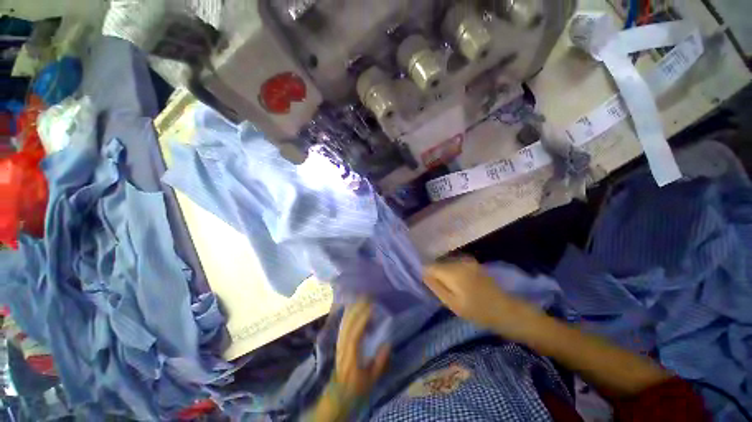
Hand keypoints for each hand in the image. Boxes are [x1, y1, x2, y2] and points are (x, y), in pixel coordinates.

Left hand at [333, 300, 389, 399]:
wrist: (338, 394)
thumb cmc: (356, 388)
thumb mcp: (371, 379)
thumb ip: (380, 362)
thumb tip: (388, 343)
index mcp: (352, 355)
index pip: (356, 333)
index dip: (363, 319)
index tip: (372, 307)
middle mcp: (344, 346)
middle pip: (349, 323)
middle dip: (358, 308)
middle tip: (369, 298)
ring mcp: (340, 343)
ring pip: (345, 322)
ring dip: (353, 309)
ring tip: (362, 299)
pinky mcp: (339, 342)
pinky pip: (343, 324)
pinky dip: (349, 314)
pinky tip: (354, 308)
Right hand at [424, 257, 539, 331]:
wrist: (506, 310)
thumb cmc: (478, 311)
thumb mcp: (452, 304)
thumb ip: (436, 287)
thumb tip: (423, 274)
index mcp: (453, 271)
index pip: (429, 266)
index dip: (426, 275)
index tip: (429, 286)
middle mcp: (459, 260)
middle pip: (437, 263)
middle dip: (435, 273)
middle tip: (441, 289)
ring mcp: (467, 260)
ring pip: (446, 263)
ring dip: (444, 272)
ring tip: (450, 287)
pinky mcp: (472, 262)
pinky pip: (455, 264)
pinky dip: (452, 271)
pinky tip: (459, 283)